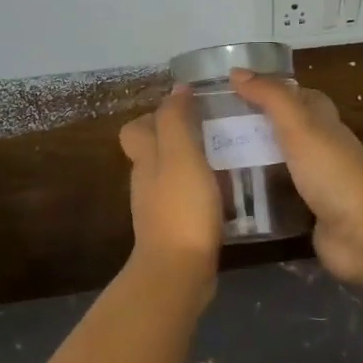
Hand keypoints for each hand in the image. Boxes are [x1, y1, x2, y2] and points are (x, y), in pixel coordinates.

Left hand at [119, 87, 222, 282]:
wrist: (178, 272)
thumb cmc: (181, 208)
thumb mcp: (181, 155)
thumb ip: (176, 120)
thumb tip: (177, 90)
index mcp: (145, 159)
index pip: (136, 129)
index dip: (155, 115)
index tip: (188, 109)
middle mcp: (147, 182)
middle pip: (154, 151)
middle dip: (180, 138)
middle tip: (215, 132)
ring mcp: (159, 209)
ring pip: (172, 176)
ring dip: (194, 165)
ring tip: (227, 159)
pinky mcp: (175, 230)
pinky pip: (186, 200)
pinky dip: (202, 192)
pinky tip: (227, 194)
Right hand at [229, 70, 362, 284]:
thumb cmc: (332, 172)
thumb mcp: (299, 126)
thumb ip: (270, 98)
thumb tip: (237, 71)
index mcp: (324, 123)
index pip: (300, 96)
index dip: (272, 90)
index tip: (236, 91)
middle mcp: (323, 149)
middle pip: (289, 129)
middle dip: (259, 125)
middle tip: (216, 128)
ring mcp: (318, 183)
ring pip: (283, 163)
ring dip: (258, 160)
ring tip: (217, 160)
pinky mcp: (311, 213)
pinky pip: (282, 196)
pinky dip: (262, 193)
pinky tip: (236, 196)